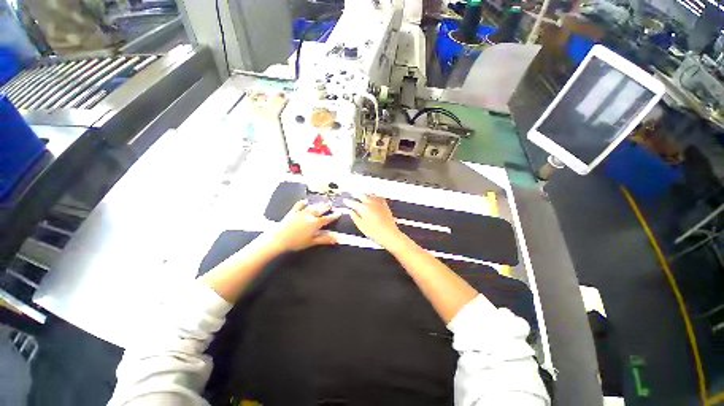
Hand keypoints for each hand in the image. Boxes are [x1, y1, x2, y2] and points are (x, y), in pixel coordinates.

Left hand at [269, 200, 340, 251]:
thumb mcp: (312, 242)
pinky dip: (303, 203)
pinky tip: (306, 201)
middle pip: (320, 210)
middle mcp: (310, 215)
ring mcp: (301, 212)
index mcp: (316, 223)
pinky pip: (299, 205)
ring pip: (312, 207)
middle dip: (326, 207)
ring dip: (318, 205)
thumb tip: (337, 238)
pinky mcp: (293, 212)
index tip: (339, 213)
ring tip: (322, 203)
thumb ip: (326, 239)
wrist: (278, 239)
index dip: (334, 216)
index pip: (327, 218)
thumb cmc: (297, 242)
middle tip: (331, 205)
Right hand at [343, 195, 407, 250]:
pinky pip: (379, 197)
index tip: (345, 200)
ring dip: (365, 194)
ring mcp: (379, 203)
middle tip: (352, 194)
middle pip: (362, 196)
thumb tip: (350, 211)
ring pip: (370, 195)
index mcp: (363, 208)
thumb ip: (354, 217)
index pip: (353, 203)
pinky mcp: (385, 205)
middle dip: (356, 195)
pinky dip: (375, 195)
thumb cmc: (374, 232)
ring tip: (362, 194)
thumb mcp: (361, 226)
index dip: (348, 201)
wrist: (389, 234)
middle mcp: (371, 203)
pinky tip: (374, 196)